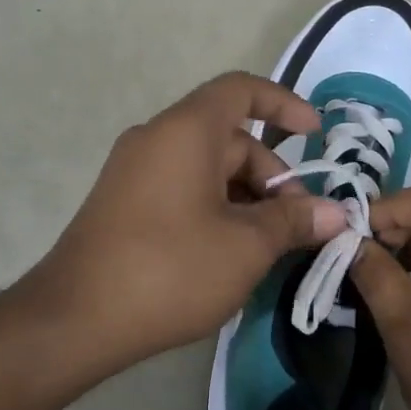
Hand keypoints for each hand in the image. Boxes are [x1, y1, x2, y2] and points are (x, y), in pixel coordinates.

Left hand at [27, 72, 345, 374]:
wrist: (75, 319)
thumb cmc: (170, 270)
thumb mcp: (245, 246)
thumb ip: (294, 221)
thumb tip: (335, 213)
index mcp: (186, 131)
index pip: (242, 90)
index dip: (284, 104)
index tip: (315, 136)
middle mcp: (157, 139)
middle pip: (231, 139)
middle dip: (272, 178)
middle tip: (299, 227)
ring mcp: (135, 171)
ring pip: (207, 169)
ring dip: (246, 199)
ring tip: (269, 248)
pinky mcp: (124, 203)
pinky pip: (182, 189)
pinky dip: (216, 209)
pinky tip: (231, 254)